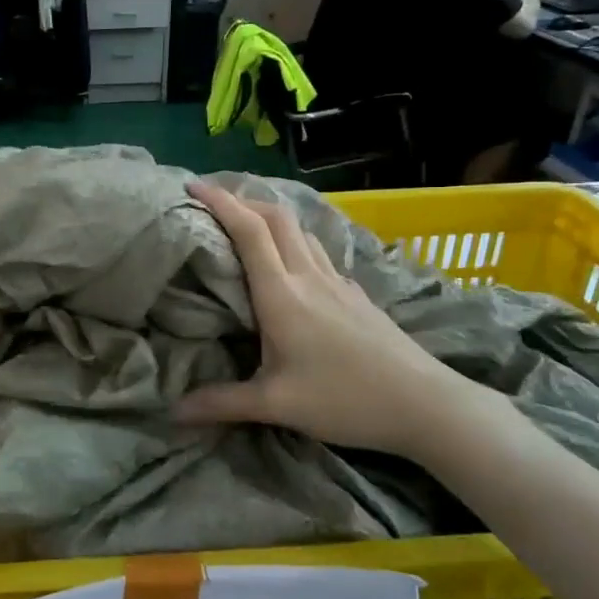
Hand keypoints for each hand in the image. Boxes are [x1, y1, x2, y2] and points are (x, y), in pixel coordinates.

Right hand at [176, 182, 477, 457]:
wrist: (425, 403)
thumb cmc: (345, 399)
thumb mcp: (276, 405)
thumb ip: (222, 403)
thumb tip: (173, 412)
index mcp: (282, 293)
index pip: (248, 230)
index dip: (220, 201)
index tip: (193, 185)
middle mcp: (308, 276)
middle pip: (276, 217)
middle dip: (243, 199)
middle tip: (214, 202)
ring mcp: (337, 282)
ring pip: (300, 231)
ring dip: (270, 217)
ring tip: (246, 224)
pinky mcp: (356, 294)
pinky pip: (318, 253)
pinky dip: (294, 242)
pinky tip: (292, 266)